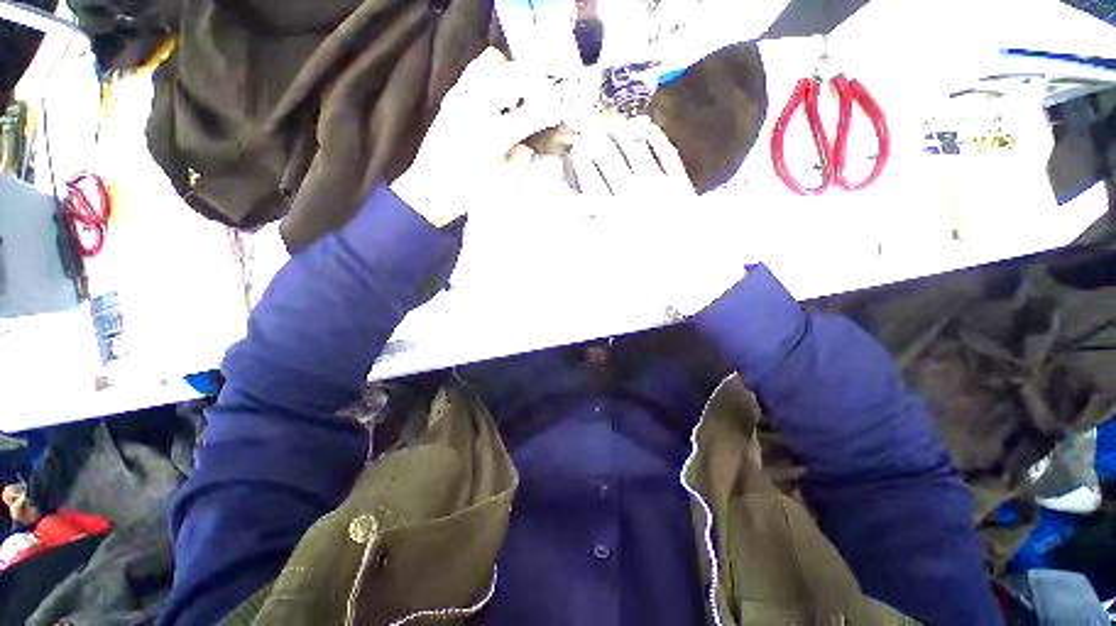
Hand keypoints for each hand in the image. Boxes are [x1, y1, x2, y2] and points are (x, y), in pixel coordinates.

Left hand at [391, 48, 561, 226]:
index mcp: (495, 135)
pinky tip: (494, 99)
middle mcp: (479, 108)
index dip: (552, 110)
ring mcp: (462, 98)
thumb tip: (526, 148)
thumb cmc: (467, 192)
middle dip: (536, 85)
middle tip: (540, 101)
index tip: (556, 114)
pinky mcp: (451, 98)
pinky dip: (491, 77)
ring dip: (511, 75)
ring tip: (514, 97)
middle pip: (517, 74)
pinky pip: (474, 71)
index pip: (534, 111)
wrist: (431, 189)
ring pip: (493, 62)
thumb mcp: (503, 185)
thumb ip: (519, 162)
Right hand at [568, 117, 744, 315]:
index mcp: (614, 216)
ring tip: (614, 121)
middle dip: (596, 142)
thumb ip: (598, 236)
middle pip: (610, 162)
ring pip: (635, 153)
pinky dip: (656, 139)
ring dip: (623, 135)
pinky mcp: (680, 184)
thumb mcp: (616, 259)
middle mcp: (632, 196)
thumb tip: (583, 219)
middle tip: (588, 125)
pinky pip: (666, 155)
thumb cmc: (650, 269)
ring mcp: (658, 187)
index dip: (583, 164)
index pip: (592, 183)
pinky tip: (648, 128)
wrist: (692, 270)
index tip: (577, 150)